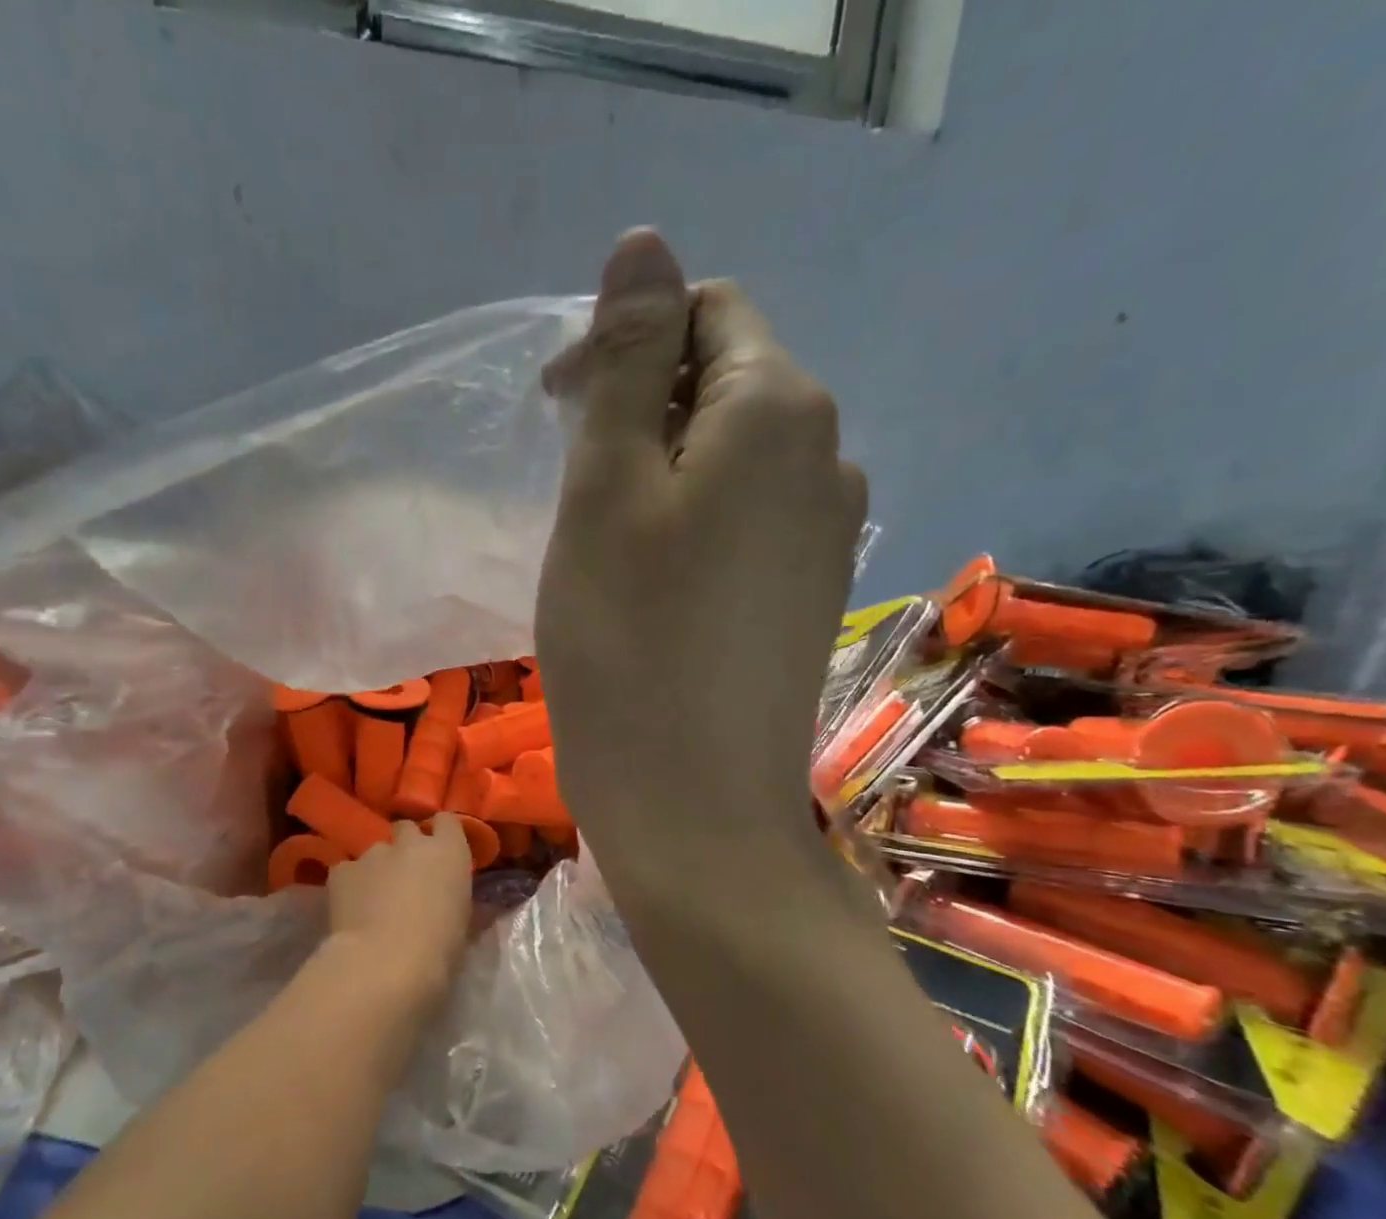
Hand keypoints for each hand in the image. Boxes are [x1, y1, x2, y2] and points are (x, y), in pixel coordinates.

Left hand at [324, 815, 472, 1010]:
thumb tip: (453, 898)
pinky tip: (351, 909)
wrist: (384, 964)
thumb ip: (456, 899)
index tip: (441, 853)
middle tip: (407, 876)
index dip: (442, 834)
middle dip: (407, 846)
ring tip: (374, 900)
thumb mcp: (462, 924)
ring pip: (376, 851)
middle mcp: (411, 843)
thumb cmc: (438, 950)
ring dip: (378, 868)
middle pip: (407, 829)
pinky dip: (350, 884)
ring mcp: (373, 853)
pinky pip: (347, 870)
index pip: (448, 821)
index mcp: (449, 852)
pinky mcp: (341, 870)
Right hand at [536, 230, 866, 885]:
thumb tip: (644, 245)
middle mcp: (826, 457)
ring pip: (731, 460)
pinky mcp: (807, 596)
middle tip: (574, 495)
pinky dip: (690, 529)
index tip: (558, 414)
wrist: (693, 806)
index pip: (708, 312)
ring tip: (606, 549)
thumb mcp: (605, 490)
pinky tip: (654, 591)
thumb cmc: (628, 645)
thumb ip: (625, 361)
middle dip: (641, 412)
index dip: (625, 344)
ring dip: (660, 476)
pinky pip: (745, 524)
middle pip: (724, 384)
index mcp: (781, 410)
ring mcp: (827, 534)